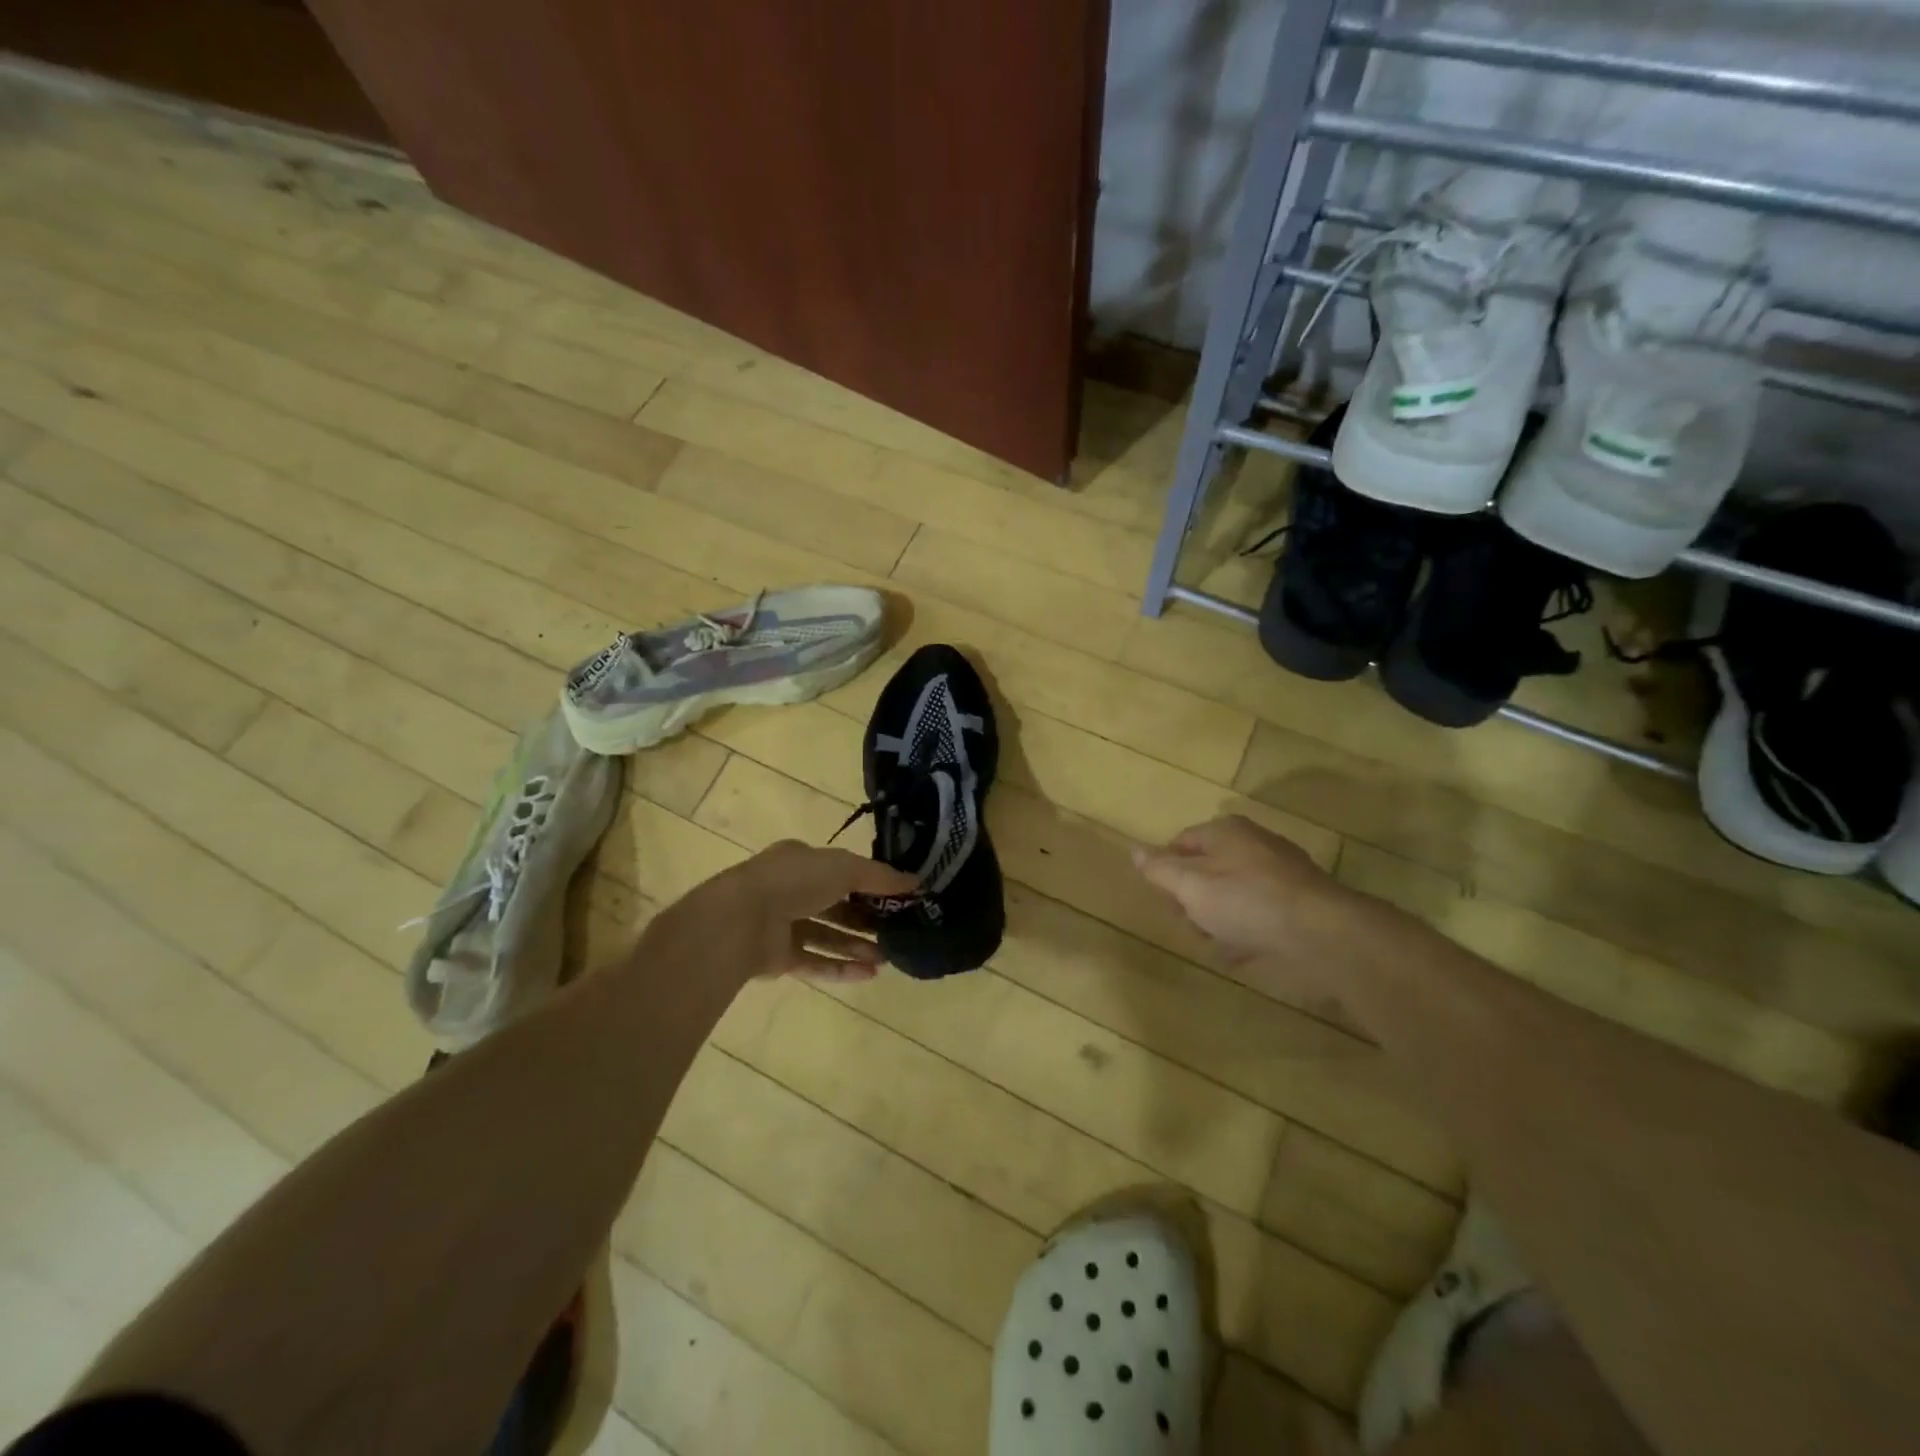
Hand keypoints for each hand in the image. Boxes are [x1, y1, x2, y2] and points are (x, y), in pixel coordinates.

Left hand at [646, 841, 917, 985]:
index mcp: (802, 861)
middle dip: (867, 919)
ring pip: (827, 936)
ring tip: (888, 957)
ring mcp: (782, 925)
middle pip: (836, 905)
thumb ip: (880, 877)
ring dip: (857, 946)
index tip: (900, 897)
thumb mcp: (844, 868)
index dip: (871, 883)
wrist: (740, 920)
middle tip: (897, 931)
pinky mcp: (778, 958)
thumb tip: (916, 882)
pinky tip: (869, 975)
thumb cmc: (794, 881)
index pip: (842, 870)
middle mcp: (791, 890)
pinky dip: (841, 968)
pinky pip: (815, 963)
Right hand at [1131, 815, 1349, 964]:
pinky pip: (1258, 915)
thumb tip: (1134, 849)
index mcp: (1227, 832)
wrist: (1322, 936)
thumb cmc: (1247, 902)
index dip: (1165, 868)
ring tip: (1212, 943)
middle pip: (1208, 868)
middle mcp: (1254, 846)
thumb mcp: (1190, 885)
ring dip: (1217, 919)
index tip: (1162, 898)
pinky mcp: (1298, 906)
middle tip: (1187, 924)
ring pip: (1233, 894)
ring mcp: (1280, 876)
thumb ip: (1160, 869)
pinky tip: (1237, 954)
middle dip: (1191, 898)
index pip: (1182, 841)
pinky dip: (1245, 932)